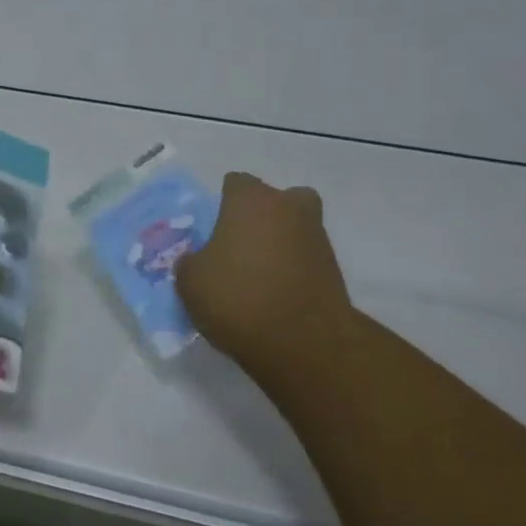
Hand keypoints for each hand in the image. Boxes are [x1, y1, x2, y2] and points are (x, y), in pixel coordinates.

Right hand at [175, 172, 356, 390]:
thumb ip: (191, 262)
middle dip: (261, 216)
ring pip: (295, 227)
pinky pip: (306, 258)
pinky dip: (294, 269)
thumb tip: (198, 261)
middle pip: (275, 200)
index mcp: (250, 199)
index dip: (222, 203)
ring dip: (280, 243)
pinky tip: (275, 295)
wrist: (302, 341)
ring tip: (258, 276)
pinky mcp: (334, 269)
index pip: (235, 183)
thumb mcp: (190, 281)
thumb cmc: (237, 296)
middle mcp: (288, 207)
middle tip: (241, 246)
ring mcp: (317, 236)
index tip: (213, 229)